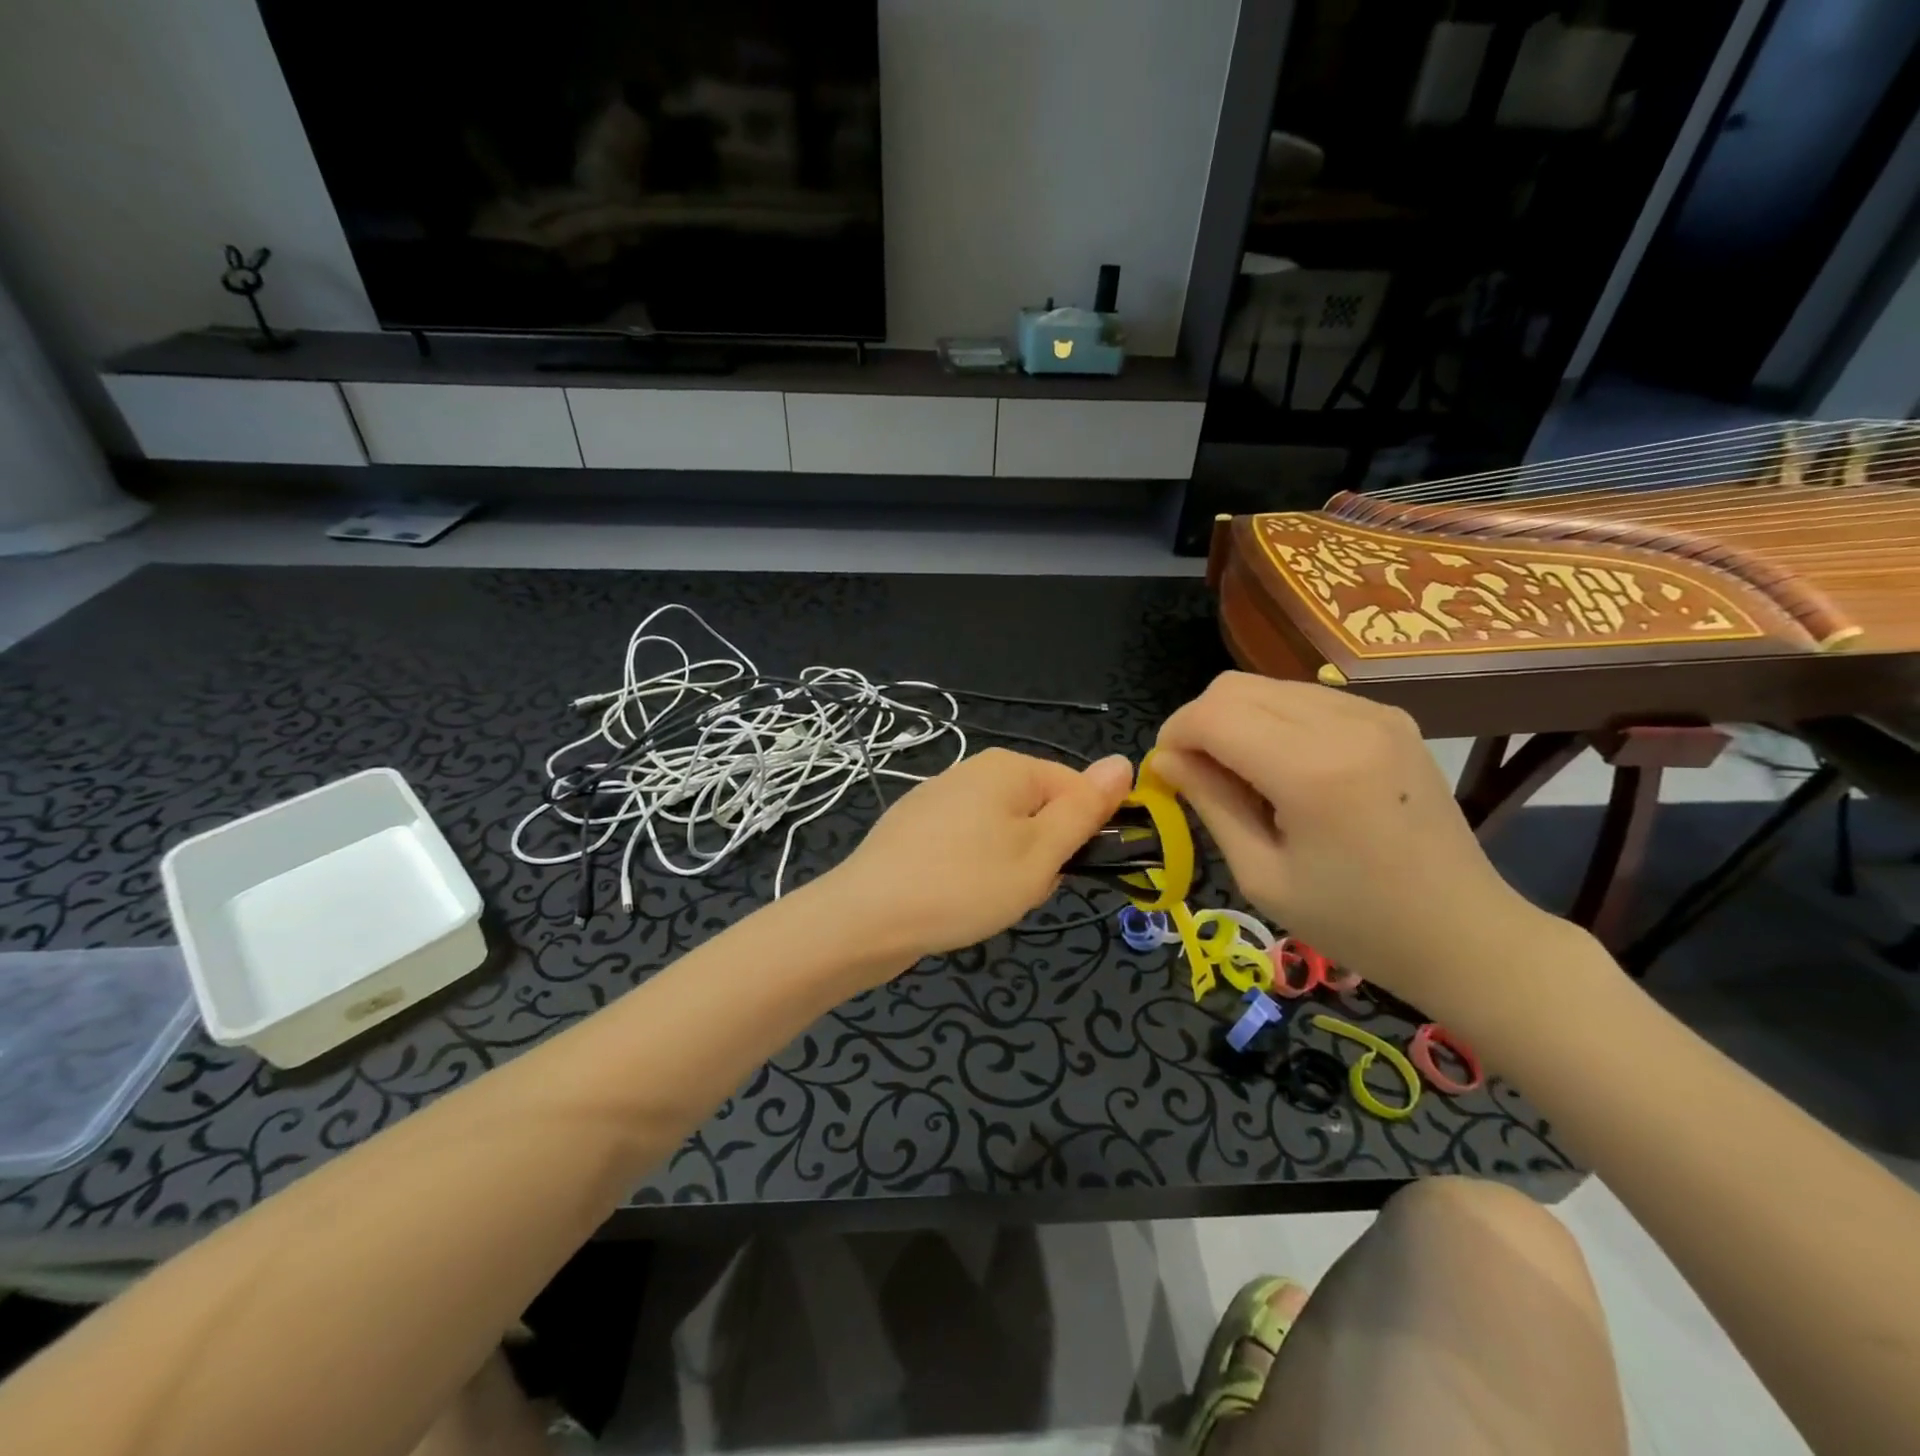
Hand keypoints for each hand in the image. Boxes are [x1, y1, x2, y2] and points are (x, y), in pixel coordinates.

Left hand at [827, 748, 1133, 966]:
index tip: (1061, 872)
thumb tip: (1123, 761)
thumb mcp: (1039, 852)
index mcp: (1008, 767)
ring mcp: (939, 799)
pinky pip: (969, 846)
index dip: (1080, 835)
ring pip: (1005, 835)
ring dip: (1010, 870)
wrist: (865, 918)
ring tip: (986, 901)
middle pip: (1038, 812)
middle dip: (1041, 855)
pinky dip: (974, 873)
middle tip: (1019, 890)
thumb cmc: (964, 884)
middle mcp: (972, 771)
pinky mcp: (916, 829)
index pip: (1076, 789)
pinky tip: (957, 901)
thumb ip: (1084, 809)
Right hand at [1154, 673, 1557, 1018]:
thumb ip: (1210, 804)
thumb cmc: (1355, 922)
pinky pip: (1304, 697)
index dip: (1173, 736)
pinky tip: (1286, 769)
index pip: (1211, 715)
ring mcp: (1374, 712)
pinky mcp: (1390, 716)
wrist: (1465, 933)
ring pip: (1266, 686)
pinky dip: (1273, 721)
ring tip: (1245, 778)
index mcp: (1311, 770)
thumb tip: (1164, 760)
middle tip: (1199, 777)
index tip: (1166, 775)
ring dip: (1236, 721)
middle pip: (1234, 687)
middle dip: (1199, 724)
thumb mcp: (1262, 876)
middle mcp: (1345, 723)